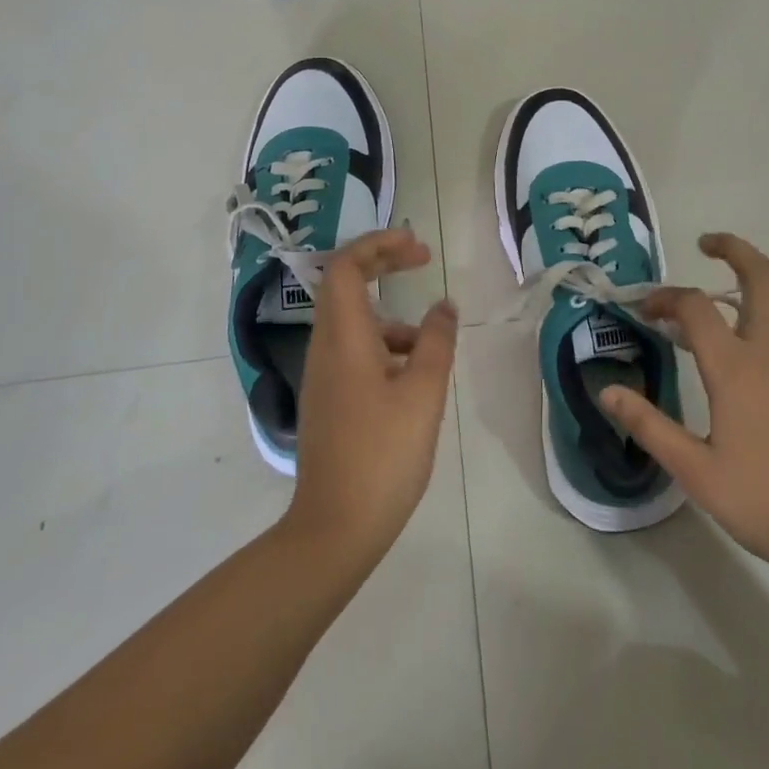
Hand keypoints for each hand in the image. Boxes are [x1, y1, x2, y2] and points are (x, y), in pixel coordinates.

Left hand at [284, 229, 458, 562]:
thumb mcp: (423, 392)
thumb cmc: (383, 453)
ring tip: (431, 339)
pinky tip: (415, 376)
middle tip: (421, 258)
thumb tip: (444, 306)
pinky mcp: (330, 400)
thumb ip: (435, 341)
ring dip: (390, 314)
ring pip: (353, 323)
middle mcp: (325, 348)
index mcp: (343, 338)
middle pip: (345, 286)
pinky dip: (385, 346)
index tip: (415, 243)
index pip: (346, 267)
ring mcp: (324, 376)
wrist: (337, 526)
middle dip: (382, 264)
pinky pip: (355, 352)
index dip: (377, 244)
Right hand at [601, 233, 768, 584]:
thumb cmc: (767, 501)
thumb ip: (648, 424)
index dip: (665, 297)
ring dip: (758, 285)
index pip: (695, 306)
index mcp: (737, 367)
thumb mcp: (695, 470)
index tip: (646, 308)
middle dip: (733, 249)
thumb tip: (607, 391)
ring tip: (731, 301)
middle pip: (760, 275)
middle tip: (708, 245)